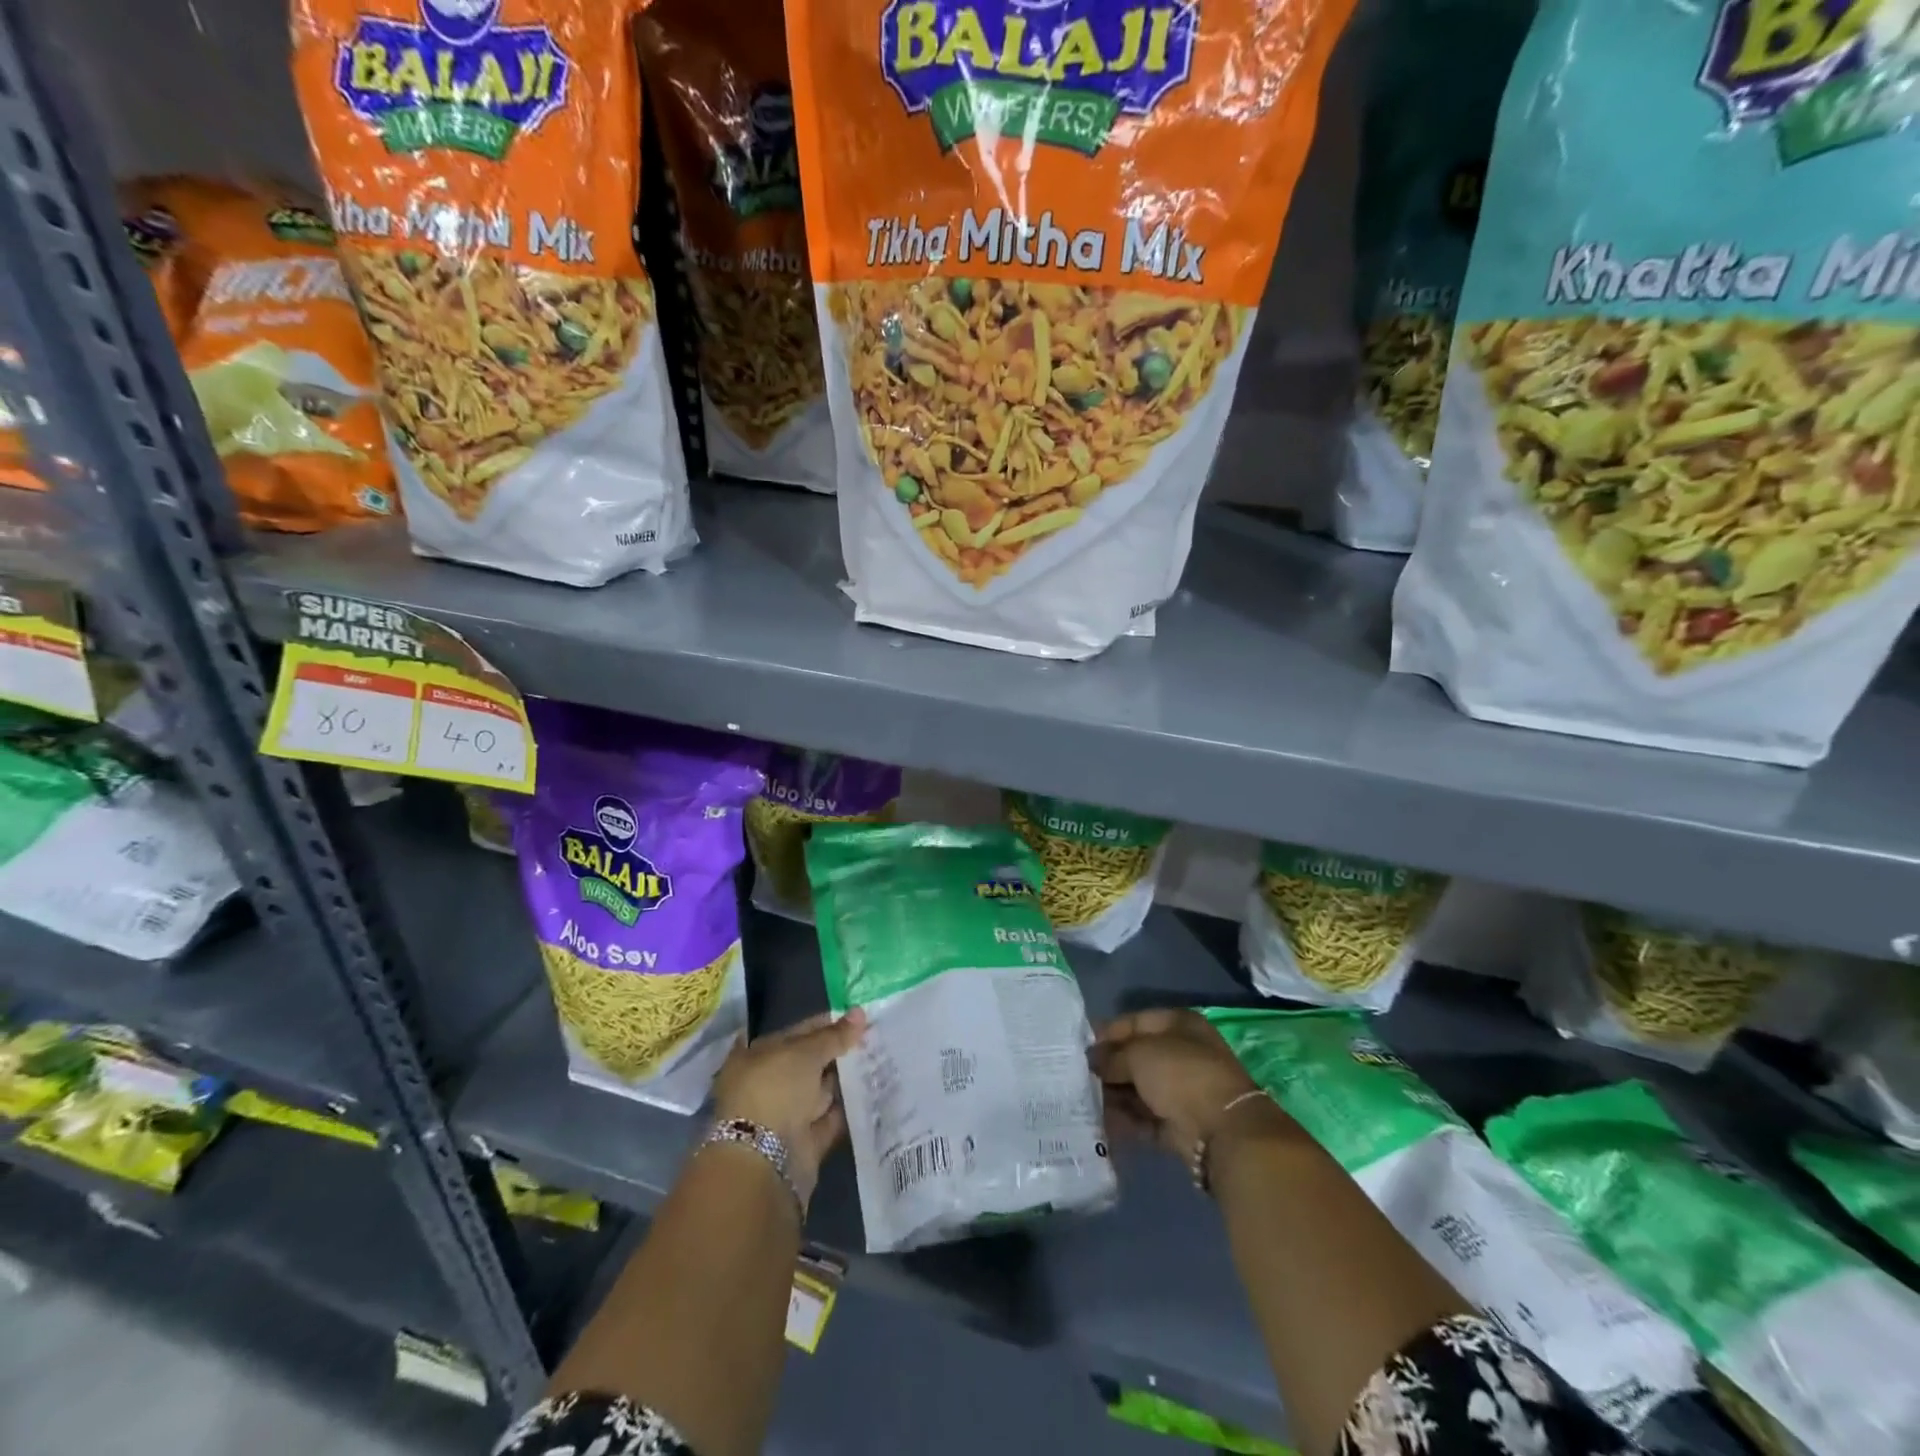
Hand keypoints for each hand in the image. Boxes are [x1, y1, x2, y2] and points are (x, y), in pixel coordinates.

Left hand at [712, 1008, 866, 1210]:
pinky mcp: (803, 1141)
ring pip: (819, 1091)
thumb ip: (834, 1035)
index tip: (853, 1019)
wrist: (765, 1161)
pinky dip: (847, 1108)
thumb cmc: (775, 1090)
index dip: (822, 1024)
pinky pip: (829, 1118)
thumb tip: (860, 1013)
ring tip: (879, 1059)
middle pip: (807, 1063)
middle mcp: (767, 1084)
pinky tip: (873, 1092)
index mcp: (754, 1057)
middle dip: (836, 1052)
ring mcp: (784, 1114)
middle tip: (872, 1037)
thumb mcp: (805, 1053)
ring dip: (844, 1080)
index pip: (793, 1033)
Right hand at [1089, 1008, 1285, 1158]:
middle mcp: (1182, 1054)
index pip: (1135, 1021)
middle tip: (1077, 1075)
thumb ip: (1112, 1055)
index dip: (1107, 1031)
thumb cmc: (1180, 1074)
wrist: (1222, 1131)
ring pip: (1139, 1089)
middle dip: (1108, 1066)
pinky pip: (1144, 1118)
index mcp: (1178, 1025)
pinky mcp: (1179, 1125)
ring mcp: (1182, 1091)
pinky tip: (1098, 1121)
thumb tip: (1093, 1060)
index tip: (1080, 1044)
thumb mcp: (1138, 1054)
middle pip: (1136, 1057)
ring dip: (1113, 1094)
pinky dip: (1124, 1120)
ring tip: (1082, 1099)